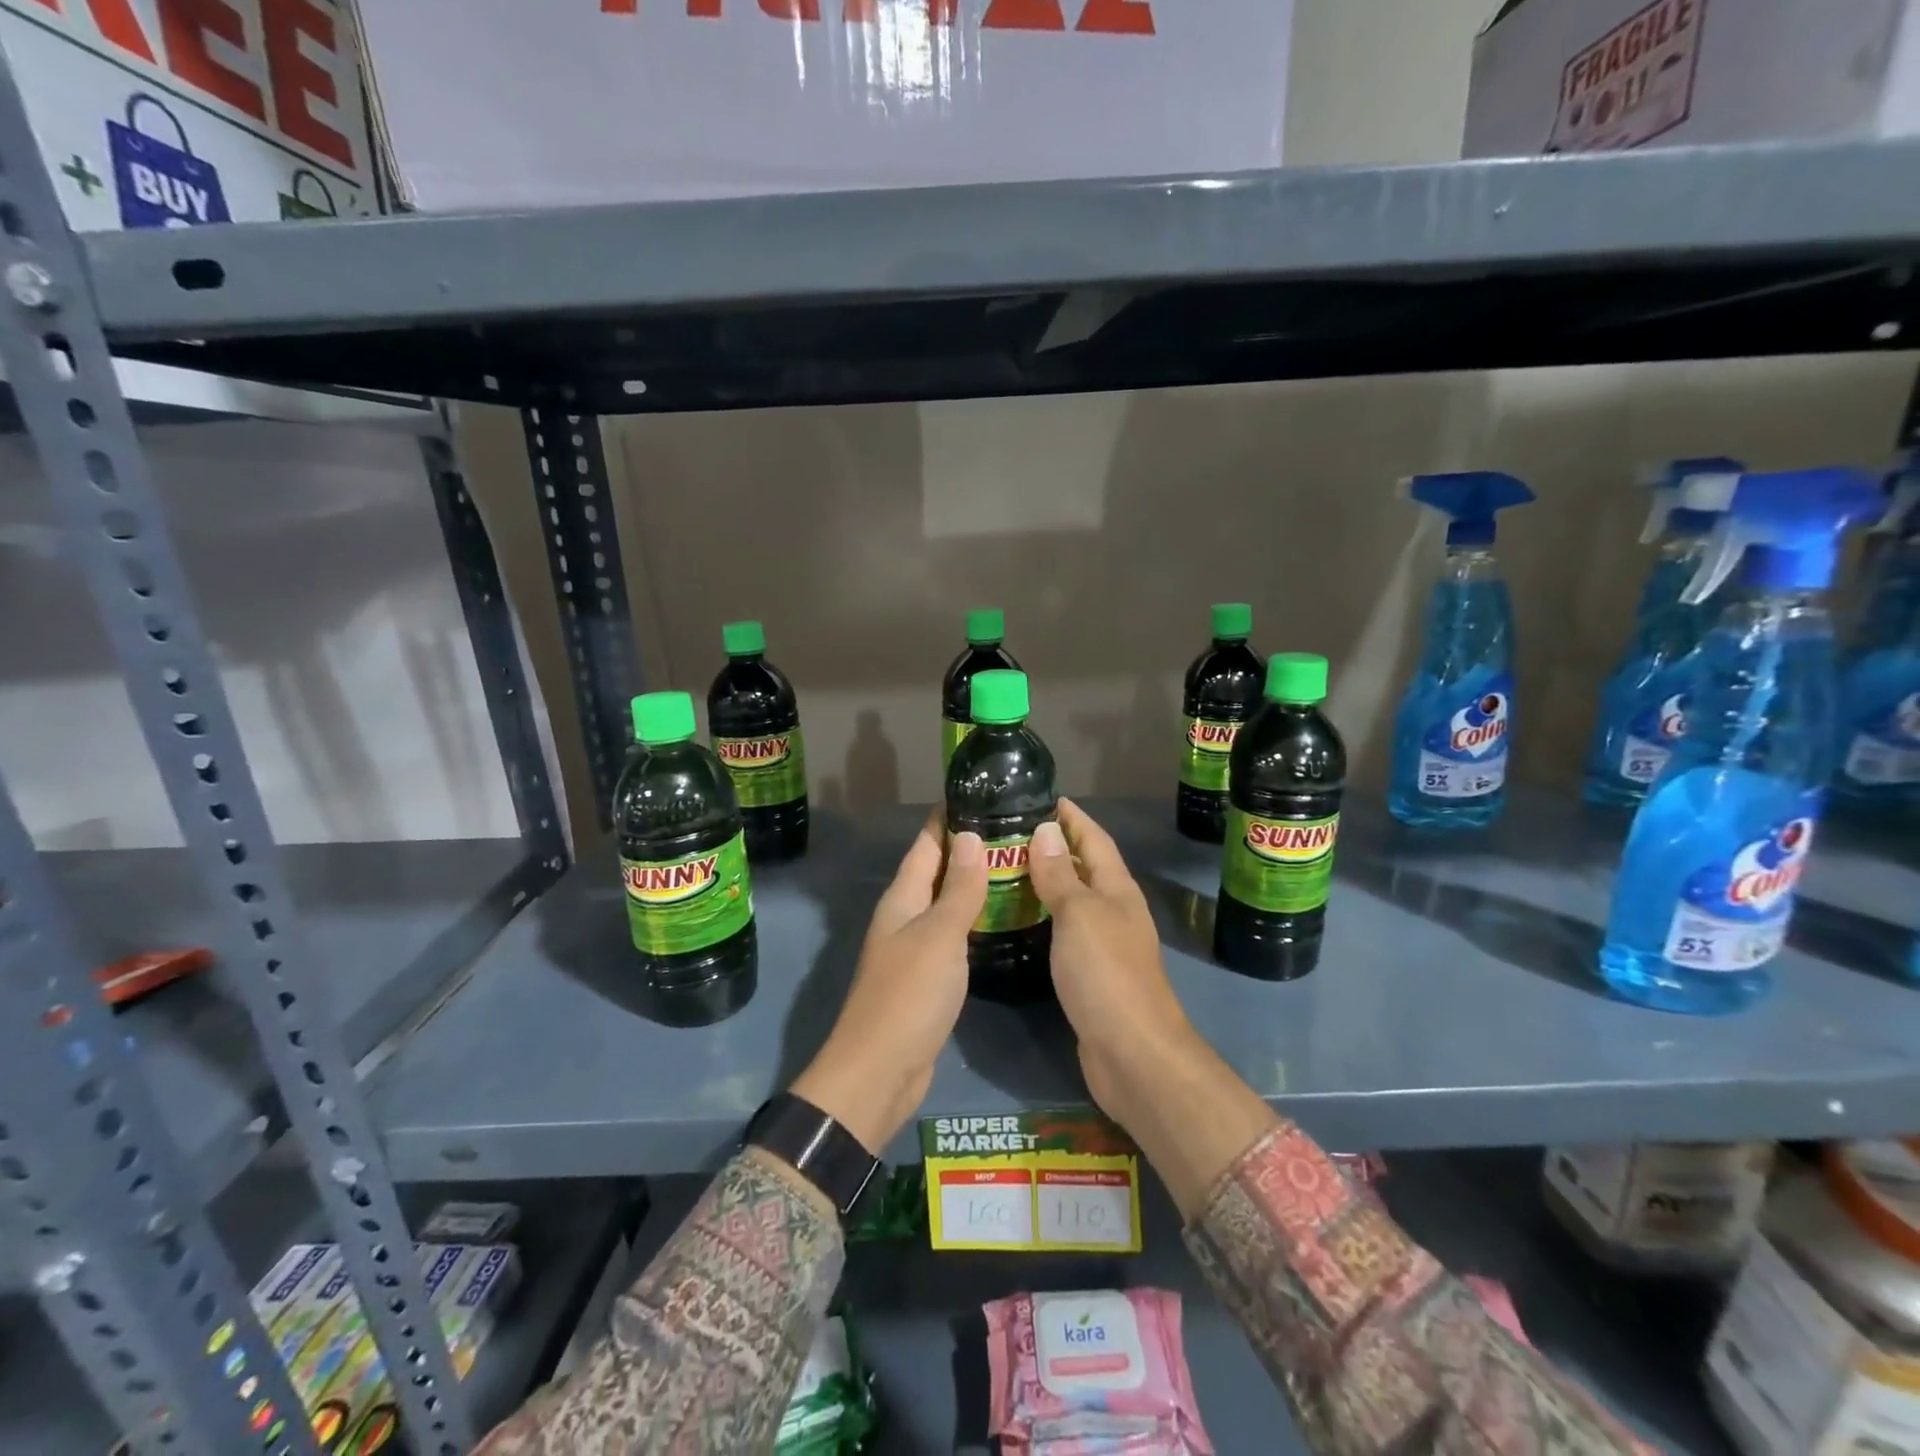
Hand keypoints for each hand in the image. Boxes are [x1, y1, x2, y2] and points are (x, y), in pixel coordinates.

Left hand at [791, 812, 985, 1152]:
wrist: (880, 1071)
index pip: (926, 844)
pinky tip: (1001, 919)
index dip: (948, 817)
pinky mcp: (928, 977)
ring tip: (1016, 865)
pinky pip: (954, 935)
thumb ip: (958, 888)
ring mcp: (915, 948)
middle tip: (1014, 828)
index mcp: (902, 898)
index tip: (981, 792)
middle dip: (969, 848)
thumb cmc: (909, 994)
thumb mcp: (939, 935)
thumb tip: (971, 835)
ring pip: (947, 903)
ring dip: (975, 884)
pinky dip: (975, 920)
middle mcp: (905, 916)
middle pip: (937, 871)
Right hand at [1027, 799, 1200, 1123]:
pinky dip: (1044, 917)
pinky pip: (1064, 931)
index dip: (1072, 817)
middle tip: (1009, 832)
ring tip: (1006, 868)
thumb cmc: (1105, 973)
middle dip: (1054, 845)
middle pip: (1085, 867)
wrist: (1132, 1053)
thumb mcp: (1079, 915)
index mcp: (1117, 889)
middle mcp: (1114, 910)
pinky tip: (1019, 919)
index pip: (1094, 839)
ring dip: (1046, 881)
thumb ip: (1060, 875)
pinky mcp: (1091, 973)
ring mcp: (1105, 943)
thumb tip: (1046, 830)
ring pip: (1073, 899)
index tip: (1043, 797)